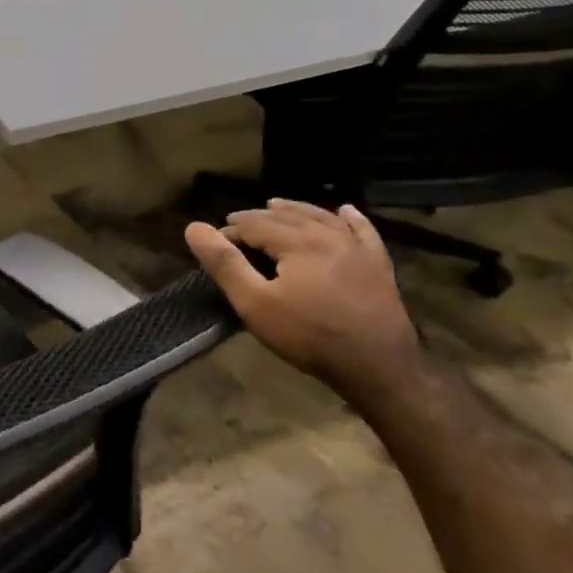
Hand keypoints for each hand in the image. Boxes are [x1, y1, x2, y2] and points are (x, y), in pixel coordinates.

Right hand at [185, 199, 421, 399]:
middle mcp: (330, 236)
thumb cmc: (308, 336)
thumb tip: (194, 228)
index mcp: (299, 242)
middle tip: (237, 222)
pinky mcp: (379, 266)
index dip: (233, 229)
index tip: (214, 241)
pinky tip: (346, 211)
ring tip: (277, 206)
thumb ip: (225, 264)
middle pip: (289, 218)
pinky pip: (364, 232)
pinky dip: (351, 219)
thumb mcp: (254, 303)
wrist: (377, 367)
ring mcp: (358, 250)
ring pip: (323, 218)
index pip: (257, 224)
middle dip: (260, 217)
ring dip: (297, 210)